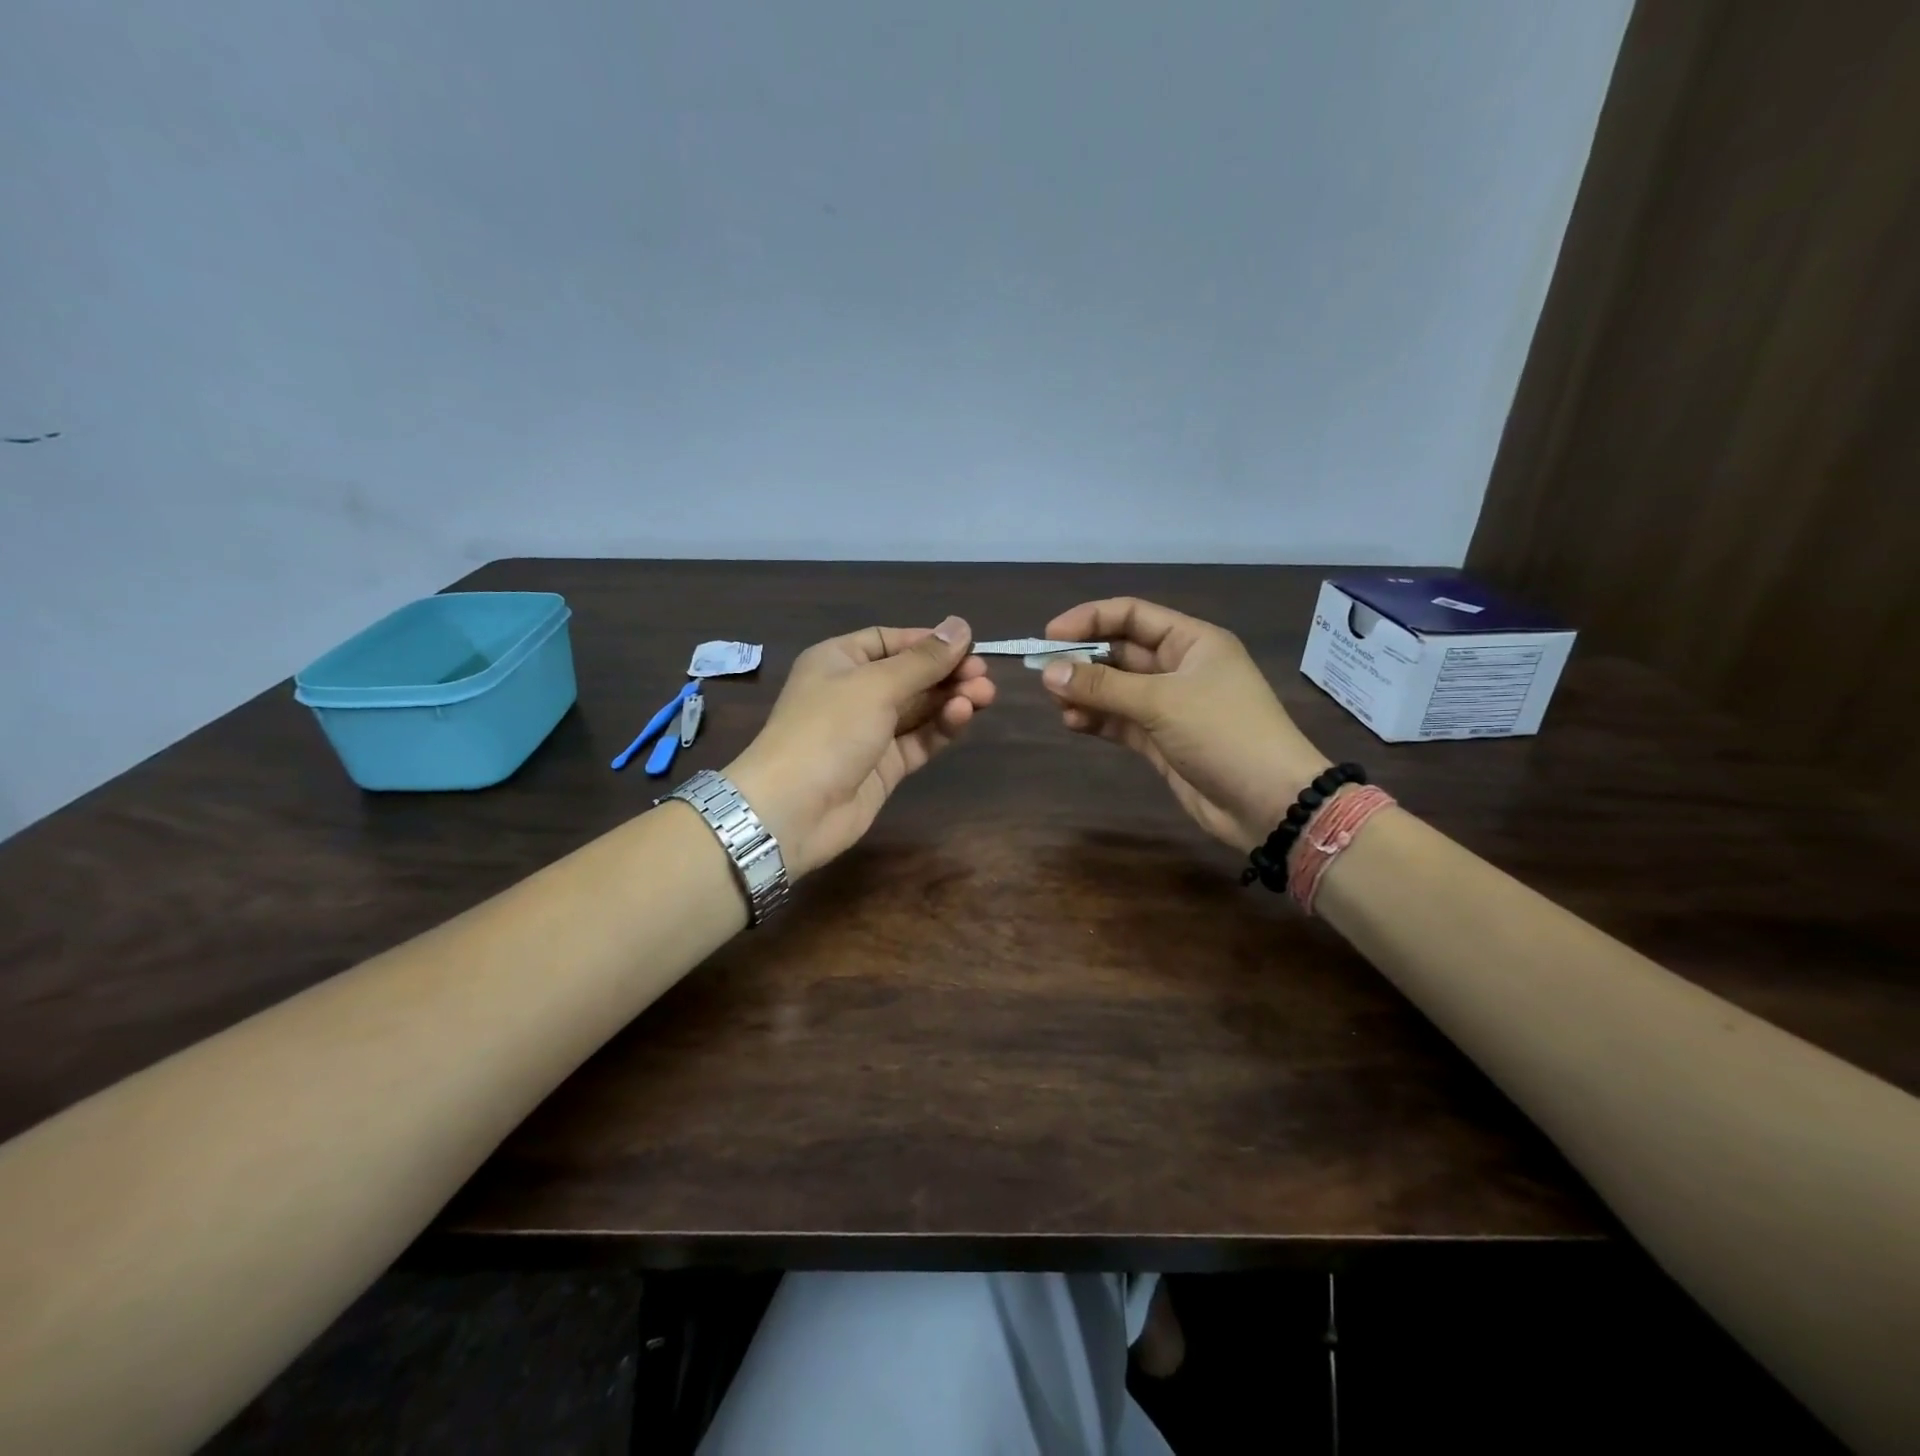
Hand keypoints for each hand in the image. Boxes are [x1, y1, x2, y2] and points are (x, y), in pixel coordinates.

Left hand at [722, 617, 993, 878]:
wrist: (793, 809)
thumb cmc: (828, 730)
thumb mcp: (876, 685)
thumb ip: (923, 660)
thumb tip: (961, 626)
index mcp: (839, 660)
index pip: (889, 641)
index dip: (927, 641)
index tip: (967, 645)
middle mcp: (853, 692)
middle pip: (909, 675)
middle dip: (946, 673)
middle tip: (984, 676)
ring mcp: (868, 732)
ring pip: (918, 709)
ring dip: (950, 699)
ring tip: (985, 695)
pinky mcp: (883, 766)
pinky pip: (918, 739)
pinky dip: (940, 727)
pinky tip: (962, 715)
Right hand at [1039, 597, 1329, 852]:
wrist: (1269, 803)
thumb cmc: (1223, 733)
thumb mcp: (1161, 702)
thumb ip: (1103, 686)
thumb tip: (1047, 671)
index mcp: (1192, 641)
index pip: (1132, 615)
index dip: (1090, 619)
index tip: (1049, 635)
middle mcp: (1180, 668)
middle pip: (1121, 652)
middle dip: (1083, 659)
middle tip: (1044, 673)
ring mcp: (1170, 706)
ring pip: (1116, 689)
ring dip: (1086, 692)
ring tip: (1057, 702)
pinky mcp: (1161, 741)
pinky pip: (1120, 721)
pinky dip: (1096, 719)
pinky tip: (1073, 723)